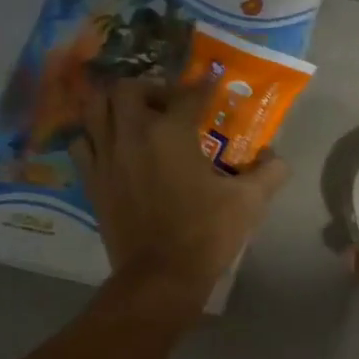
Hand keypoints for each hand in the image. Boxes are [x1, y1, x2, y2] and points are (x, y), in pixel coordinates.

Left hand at [73, 78, 290, 307]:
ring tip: (135, 116)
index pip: (187, 94)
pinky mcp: (92, 181)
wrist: (161, 276)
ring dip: (115, 104)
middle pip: (128, 89)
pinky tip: (112, 146)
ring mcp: (106, 157)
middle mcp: (132, 135)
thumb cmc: (207, 234)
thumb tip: (276, 157)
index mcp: (171, 133)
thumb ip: (269, 172)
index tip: (211, 82)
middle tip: (168, 104)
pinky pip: (82, 143)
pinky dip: (94, 135)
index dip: (202, 85)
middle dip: (150, 88)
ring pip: (96, 108)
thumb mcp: (250, 202)